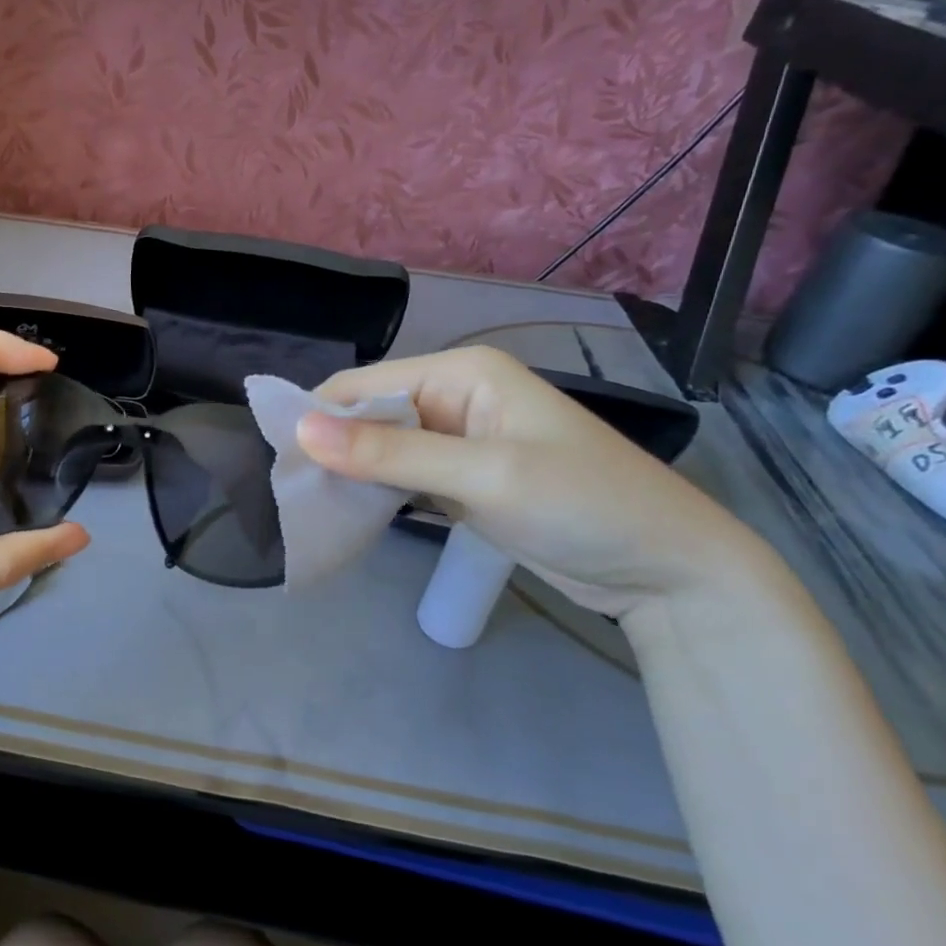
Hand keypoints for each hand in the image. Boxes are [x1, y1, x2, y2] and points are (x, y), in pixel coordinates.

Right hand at [296, 346, 781, 623]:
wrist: (668, 573)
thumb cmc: (582, 505)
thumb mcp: (483, 476)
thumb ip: (389, 453)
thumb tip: (301, 430)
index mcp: (462, 372)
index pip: (365, 384)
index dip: (318, 417)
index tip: (277, 462)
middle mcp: (457, 396)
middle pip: (371, 415)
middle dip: (333, 449)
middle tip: (290, 495)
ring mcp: (462, 440)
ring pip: (384, 449)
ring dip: (352, 475)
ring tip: (310, 508)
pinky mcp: (466, 479)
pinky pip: (405, 477)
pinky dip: (379, 494)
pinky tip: (351, 516)